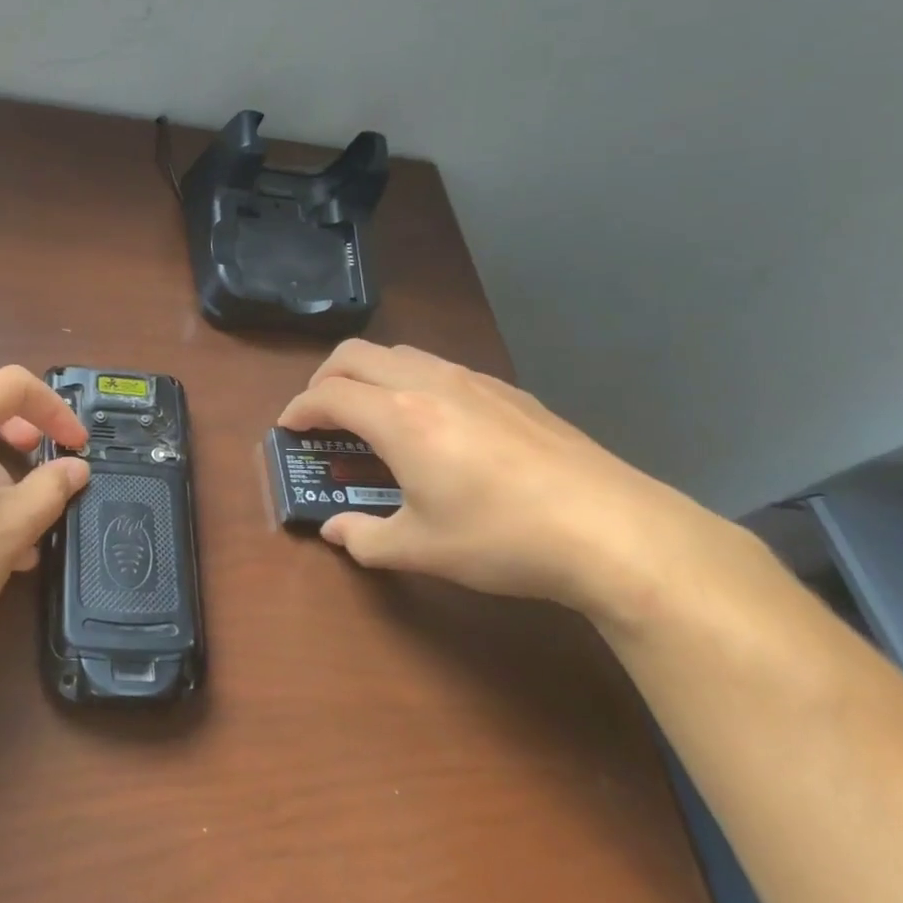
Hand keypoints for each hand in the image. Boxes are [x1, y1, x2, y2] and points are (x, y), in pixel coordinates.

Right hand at [278, 341, 722, 625]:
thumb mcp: (422, 549)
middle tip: (320, 414)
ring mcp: (473, 381)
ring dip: (368, 374)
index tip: (288, 429)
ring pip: (399, 353)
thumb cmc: (503, 539)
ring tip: (370, 414)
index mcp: (399, 418)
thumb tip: (334, 531)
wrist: (614, 530)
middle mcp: (429, 385)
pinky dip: (410, 381)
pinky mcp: (508, 391)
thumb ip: (365, 538)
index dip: (298, 409)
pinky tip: (433, 424)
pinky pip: (439, 367)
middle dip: (324, 378)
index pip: (327, 394)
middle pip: (355, 355)